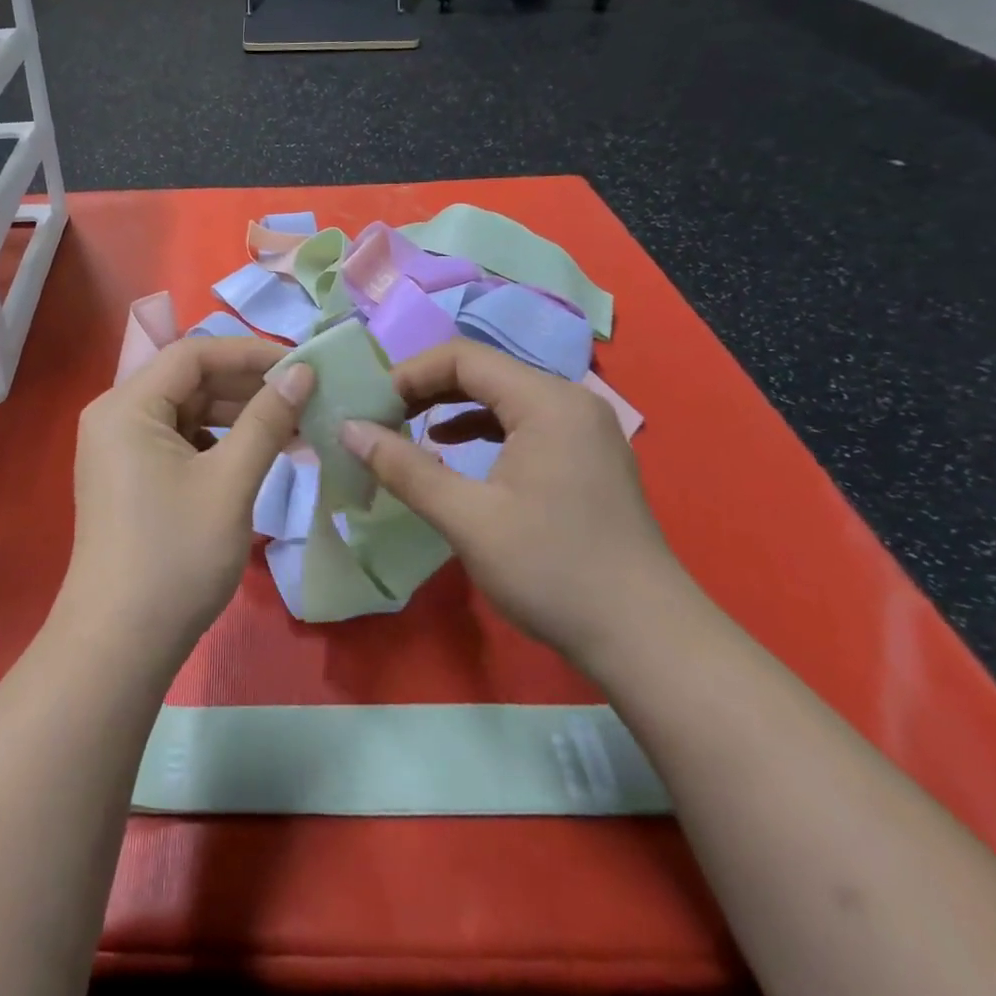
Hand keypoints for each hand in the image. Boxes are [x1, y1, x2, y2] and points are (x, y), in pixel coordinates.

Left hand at [64, 336, 314, 665]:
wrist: (120, 644)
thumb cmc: (176, 556)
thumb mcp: (230, 481)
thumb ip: (267, 420)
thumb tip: (303, 372)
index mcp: (127, 405)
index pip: (194, 354)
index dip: (251, 353)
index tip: (302, 367)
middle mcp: (115, 415)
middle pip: (188, 380)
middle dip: (247, 386)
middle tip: (305, 397)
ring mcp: (119, 448)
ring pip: (186, 411)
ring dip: (237, 415)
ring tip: (292, 426)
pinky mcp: (130, 476)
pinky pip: (178, 440)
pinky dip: (218, 441)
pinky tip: (258, 454)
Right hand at [338, 339, 684, 668]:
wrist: (647, 639)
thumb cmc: (552, 570)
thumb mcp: (467, 518)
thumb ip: (404, 467)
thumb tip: (348, 429)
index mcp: (546, 401)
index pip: (463, 357)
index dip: (409, 374)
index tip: (371, 407)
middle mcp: (569, 401)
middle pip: (484, 371)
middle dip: (427, 389)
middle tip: (382, 418)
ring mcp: (584, 430)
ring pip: (504, 397)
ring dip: (452, 408)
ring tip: (409, 430)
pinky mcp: (587, 458)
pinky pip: (524, 422)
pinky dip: (482, 429)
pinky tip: (455, 452)